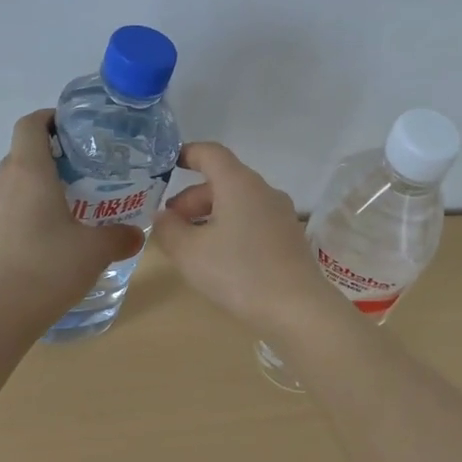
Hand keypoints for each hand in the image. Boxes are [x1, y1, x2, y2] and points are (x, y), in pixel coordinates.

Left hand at [0, 110, 143, 317]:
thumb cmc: (49, 267)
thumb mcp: (95, 251)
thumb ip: (119, 237)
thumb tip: (135, 235)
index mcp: (28, 171)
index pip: (30, 125)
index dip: (48, 119)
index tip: (69, 129)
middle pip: (20, 157)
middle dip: (47, 163)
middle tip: (78, 181)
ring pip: (8, 188)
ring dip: (30, 194)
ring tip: (58, 217)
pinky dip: (17, 220)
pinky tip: (36, 248)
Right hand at [152, 143, 335, 335]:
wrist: (297, 308)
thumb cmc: (239, 272)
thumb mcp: (190, 253)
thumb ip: (169, 229)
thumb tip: (164, 216)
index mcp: (239, 184)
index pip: (210, 153)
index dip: (186, 153)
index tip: (166, 164)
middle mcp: (263, 191)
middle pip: (223, 180)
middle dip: (192, 198)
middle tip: (171, 224)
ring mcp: (281, 214)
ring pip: (238, 202)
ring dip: (210, 215)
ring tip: (190, 244)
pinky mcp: (289, 237)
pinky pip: (253, 220)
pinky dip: (231, 228)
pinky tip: (220, 258)